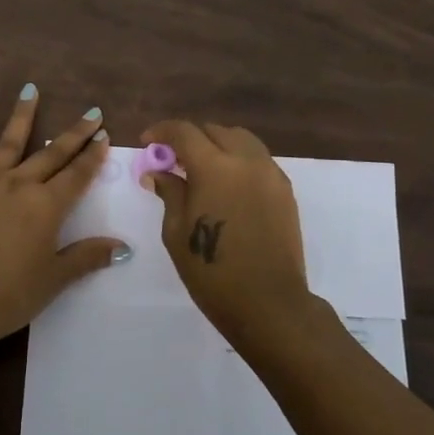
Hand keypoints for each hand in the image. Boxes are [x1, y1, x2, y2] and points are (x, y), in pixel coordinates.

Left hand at [0, 85, 127, 346]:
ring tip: (32, 88)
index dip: (92, 156)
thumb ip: (87, 257)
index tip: (104, 136)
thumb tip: (123, 247)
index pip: (77, 175)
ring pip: (10, 140)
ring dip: (25, 114)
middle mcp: (20, 184)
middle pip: (52, 153)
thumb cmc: (8, 295)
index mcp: (47, 207)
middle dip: (74, 134)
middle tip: (91, 114)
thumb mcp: (54, 280)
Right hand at [141, 120, 313, 342]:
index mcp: (215, 167)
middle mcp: (246, 161)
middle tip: (174, 161)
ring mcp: (270, 174)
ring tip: (203, 170)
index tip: (148, 142)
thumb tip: (159, 172)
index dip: (162, 131)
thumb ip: (170, 192)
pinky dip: (239, 160)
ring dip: (218, 145)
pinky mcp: (285, 190)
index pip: (184, 132)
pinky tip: (228, 186)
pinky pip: (258, 160)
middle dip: (191, 138)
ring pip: (241, 140)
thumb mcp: (177, 232)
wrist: (268, 303)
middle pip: (215, 131)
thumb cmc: (212, 272)